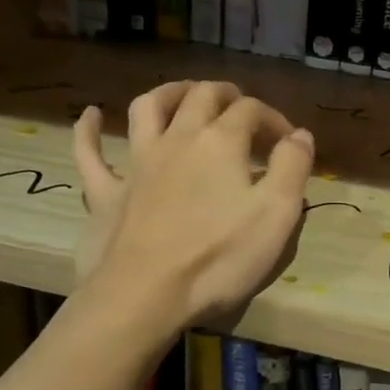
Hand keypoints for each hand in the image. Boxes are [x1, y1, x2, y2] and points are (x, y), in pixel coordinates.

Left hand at [71, 82, 315, 327]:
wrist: (145, 295)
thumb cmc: (219, 257)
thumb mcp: (277, 214)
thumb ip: (293, 167)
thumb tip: (300, 135)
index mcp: (221, 142)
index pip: (251, 111)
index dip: (274, 118)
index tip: (289, 142)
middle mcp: (177, 139)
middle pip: (201, 97)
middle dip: (226, 95)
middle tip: (241, 107)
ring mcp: (136, 163)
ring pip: (147, 108)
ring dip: (168, 93)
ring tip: (183, 94)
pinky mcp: (105, 192)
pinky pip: (90, 153)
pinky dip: (89, 130)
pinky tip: (90, 115)